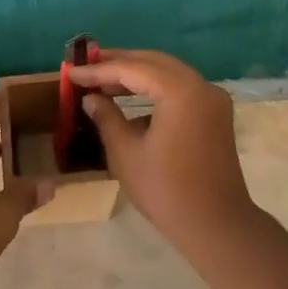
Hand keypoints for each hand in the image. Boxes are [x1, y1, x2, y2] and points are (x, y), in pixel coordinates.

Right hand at [68, 49, 256, 241]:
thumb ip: (106, 117)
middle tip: (87, 66)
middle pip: (154, 63)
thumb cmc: (165, 190)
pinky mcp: (215, 114)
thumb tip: (91, 98)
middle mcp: (201, 86)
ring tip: (103, 80)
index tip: (71, 72)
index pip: (132, 69)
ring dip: (137, 74)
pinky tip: (131, 99)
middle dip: (119, 63)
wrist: (216, 226)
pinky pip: (181, 88)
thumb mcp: (125, 153)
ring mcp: (212, 99)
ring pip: (168, 73)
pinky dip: (155, 88)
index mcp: (180, 91)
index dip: (99, 70)